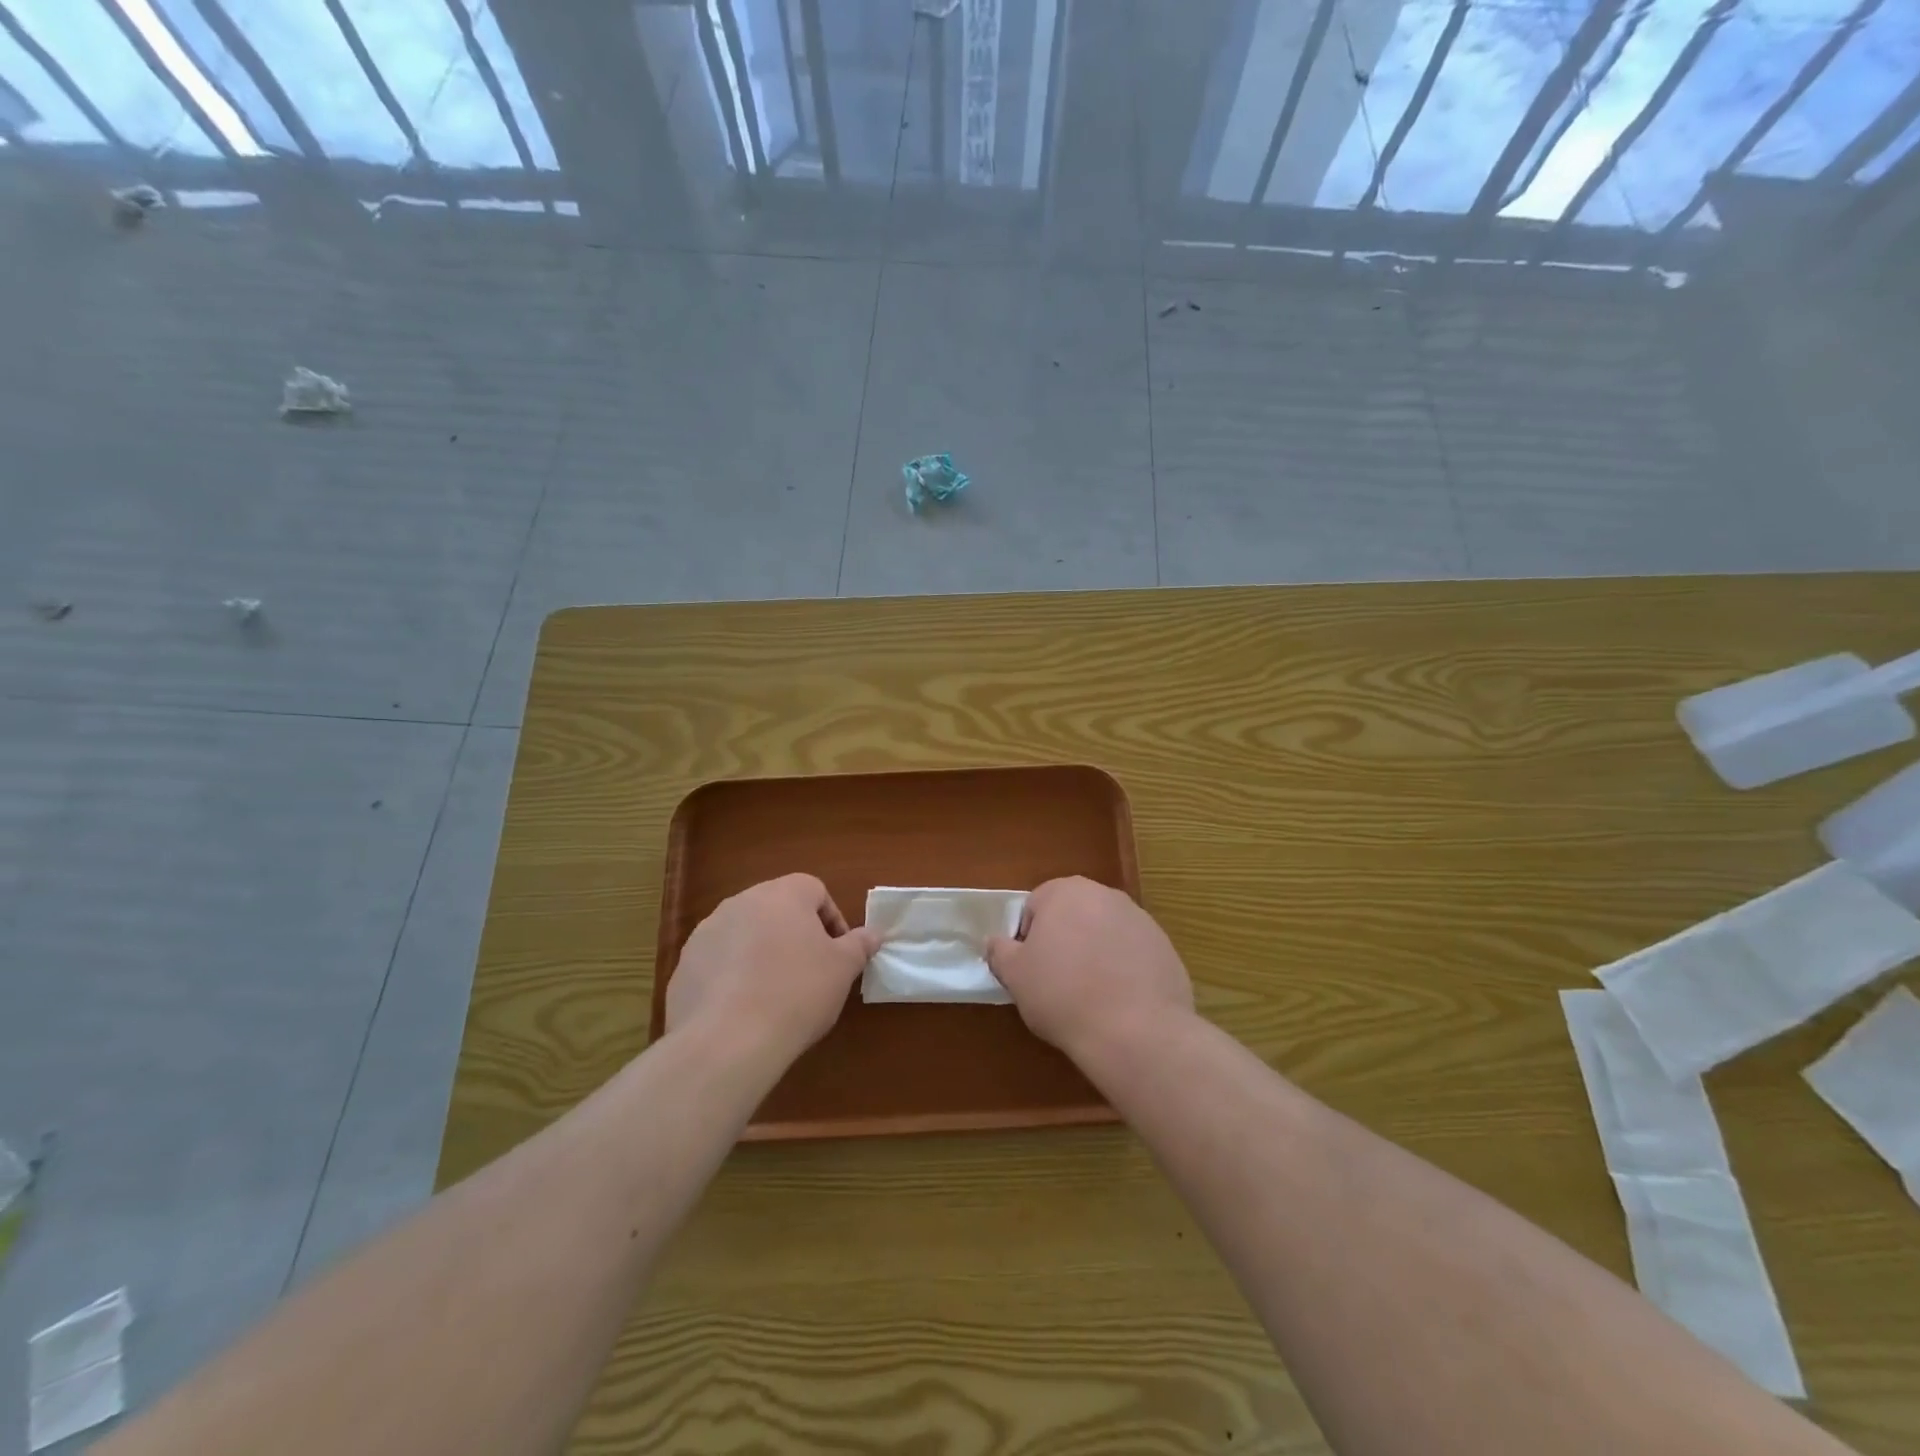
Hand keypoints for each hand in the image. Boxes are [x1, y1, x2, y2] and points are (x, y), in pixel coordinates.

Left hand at [666, 874, 877, 1066]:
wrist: (727, 1041)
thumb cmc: (797, 993)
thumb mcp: (842, 970)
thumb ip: (859, 945)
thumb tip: (873, 934)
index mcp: (782, 894)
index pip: (814, 890)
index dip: (831, 920)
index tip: (837, 955)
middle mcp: (741, 902)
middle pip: (777, 909)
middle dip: (795, 935)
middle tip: (809, 973)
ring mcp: (707, 932)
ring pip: (745, 934)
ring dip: (762, 954)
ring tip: (774, 995)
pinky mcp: (684, 965)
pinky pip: (718, 963)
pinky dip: (733, 978)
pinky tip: (743, 1011)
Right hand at [987, 876, 1192, 1064]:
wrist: (1135, 1031)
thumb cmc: (1063, 995)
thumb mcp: (1015, 976)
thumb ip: (999, 951)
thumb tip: (996, 942)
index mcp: (1065, 892)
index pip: (1034, 907)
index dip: (1027, 940)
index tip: (1031, 971)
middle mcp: (1105, 894)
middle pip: (1072, 915)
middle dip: (1063, 942)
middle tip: (1057, 982)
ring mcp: (1140, 919)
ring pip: (1103, 933)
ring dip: (1094, 954)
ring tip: (1090, 996)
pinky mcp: (1164, 946)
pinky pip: (1132, 954)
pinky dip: (1123, 970)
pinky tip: (1119, 1002)